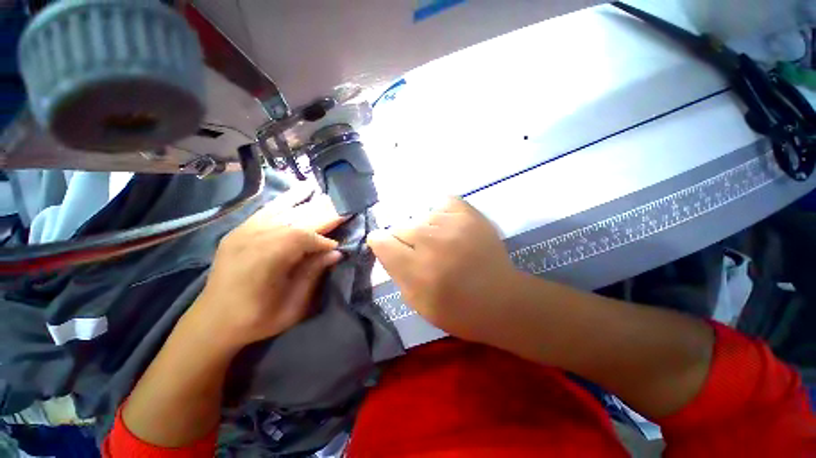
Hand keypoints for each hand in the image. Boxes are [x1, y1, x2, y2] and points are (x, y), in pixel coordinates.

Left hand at [187, 187, 345, 351]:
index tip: (338, 246)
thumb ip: (313, 275)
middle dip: (322, 214)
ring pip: (284, 211)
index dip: (323, 239)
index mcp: (265, 260)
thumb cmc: (256, 319)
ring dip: (309, 203)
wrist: (212, 322)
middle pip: (295, 219)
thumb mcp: (292, 306)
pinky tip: (301, 190)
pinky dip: (287, 200)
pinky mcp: (239, 230)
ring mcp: (243, 232)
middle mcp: (253, 239)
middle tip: (344, 208)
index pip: (302, 237)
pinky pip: (268, 210)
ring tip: (328, 196)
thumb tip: (336, 252)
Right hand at [367, 197, 519, 343]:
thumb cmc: (457, 310)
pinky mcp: (469, 214)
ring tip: (438, 241)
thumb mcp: (416, 302)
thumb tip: (386, 248)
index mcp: (416, 270)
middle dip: (403, 239)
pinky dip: (441, 214)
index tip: (387, 247)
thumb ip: (397, 272)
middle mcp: (431, 242)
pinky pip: (442, 202)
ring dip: (424, 229)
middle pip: (400, 226)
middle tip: (418, 251)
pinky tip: (447, 227)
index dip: (380, 243)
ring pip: (420, 216)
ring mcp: (451, 224)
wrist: (501, 299)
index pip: (381, 241)